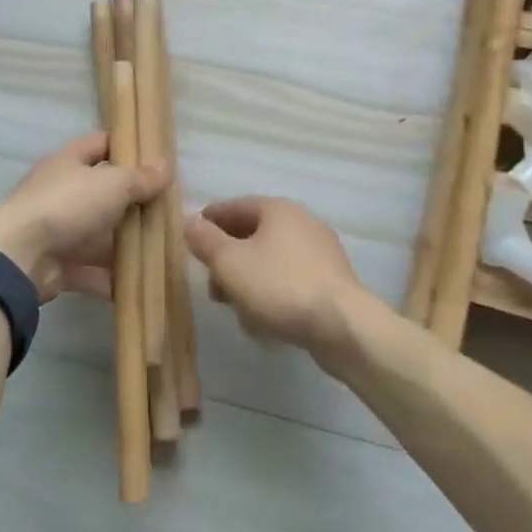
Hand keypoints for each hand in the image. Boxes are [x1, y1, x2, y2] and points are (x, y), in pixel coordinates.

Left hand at [0, 133, 169, 302]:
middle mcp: (62, 193)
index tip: (156, 159)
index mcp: (69, 162)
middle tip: (168, 212)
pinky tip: (139, 286)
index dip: (126, 147)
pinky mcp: (57, 265)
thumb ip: (141, 178)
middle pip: (103, 193)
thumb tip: (166, 166)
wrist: (19, 256)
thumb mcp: (113, 184)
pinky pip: (91, 270)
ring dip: (125, 245)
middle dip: (133, 204)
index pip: (100, 144)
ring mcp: (58, 230)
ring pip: (99, 235)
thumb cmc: (67, 205)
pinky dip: (111, 279)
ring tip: (161, 253)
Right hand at [184, 197, 368, 360]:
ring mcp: (320, 251)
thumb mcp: (229, 263)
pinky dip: (272, 292)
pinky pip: (290, 279)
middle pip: (253, 234)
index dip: (209, 221)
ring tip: (235, 308)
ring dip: (249, 279)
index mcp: (277, 209)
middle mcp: (302, 221)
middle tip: (212, 284)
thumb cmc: (278, 286)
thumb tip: (189, 221)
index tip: (190, 238)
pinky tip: (263, 319)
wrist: (341, 325)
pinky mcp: (331, 280)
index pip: (234, 206)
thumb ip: (205, 240)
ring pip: (271, 259)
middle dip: (228, 259)